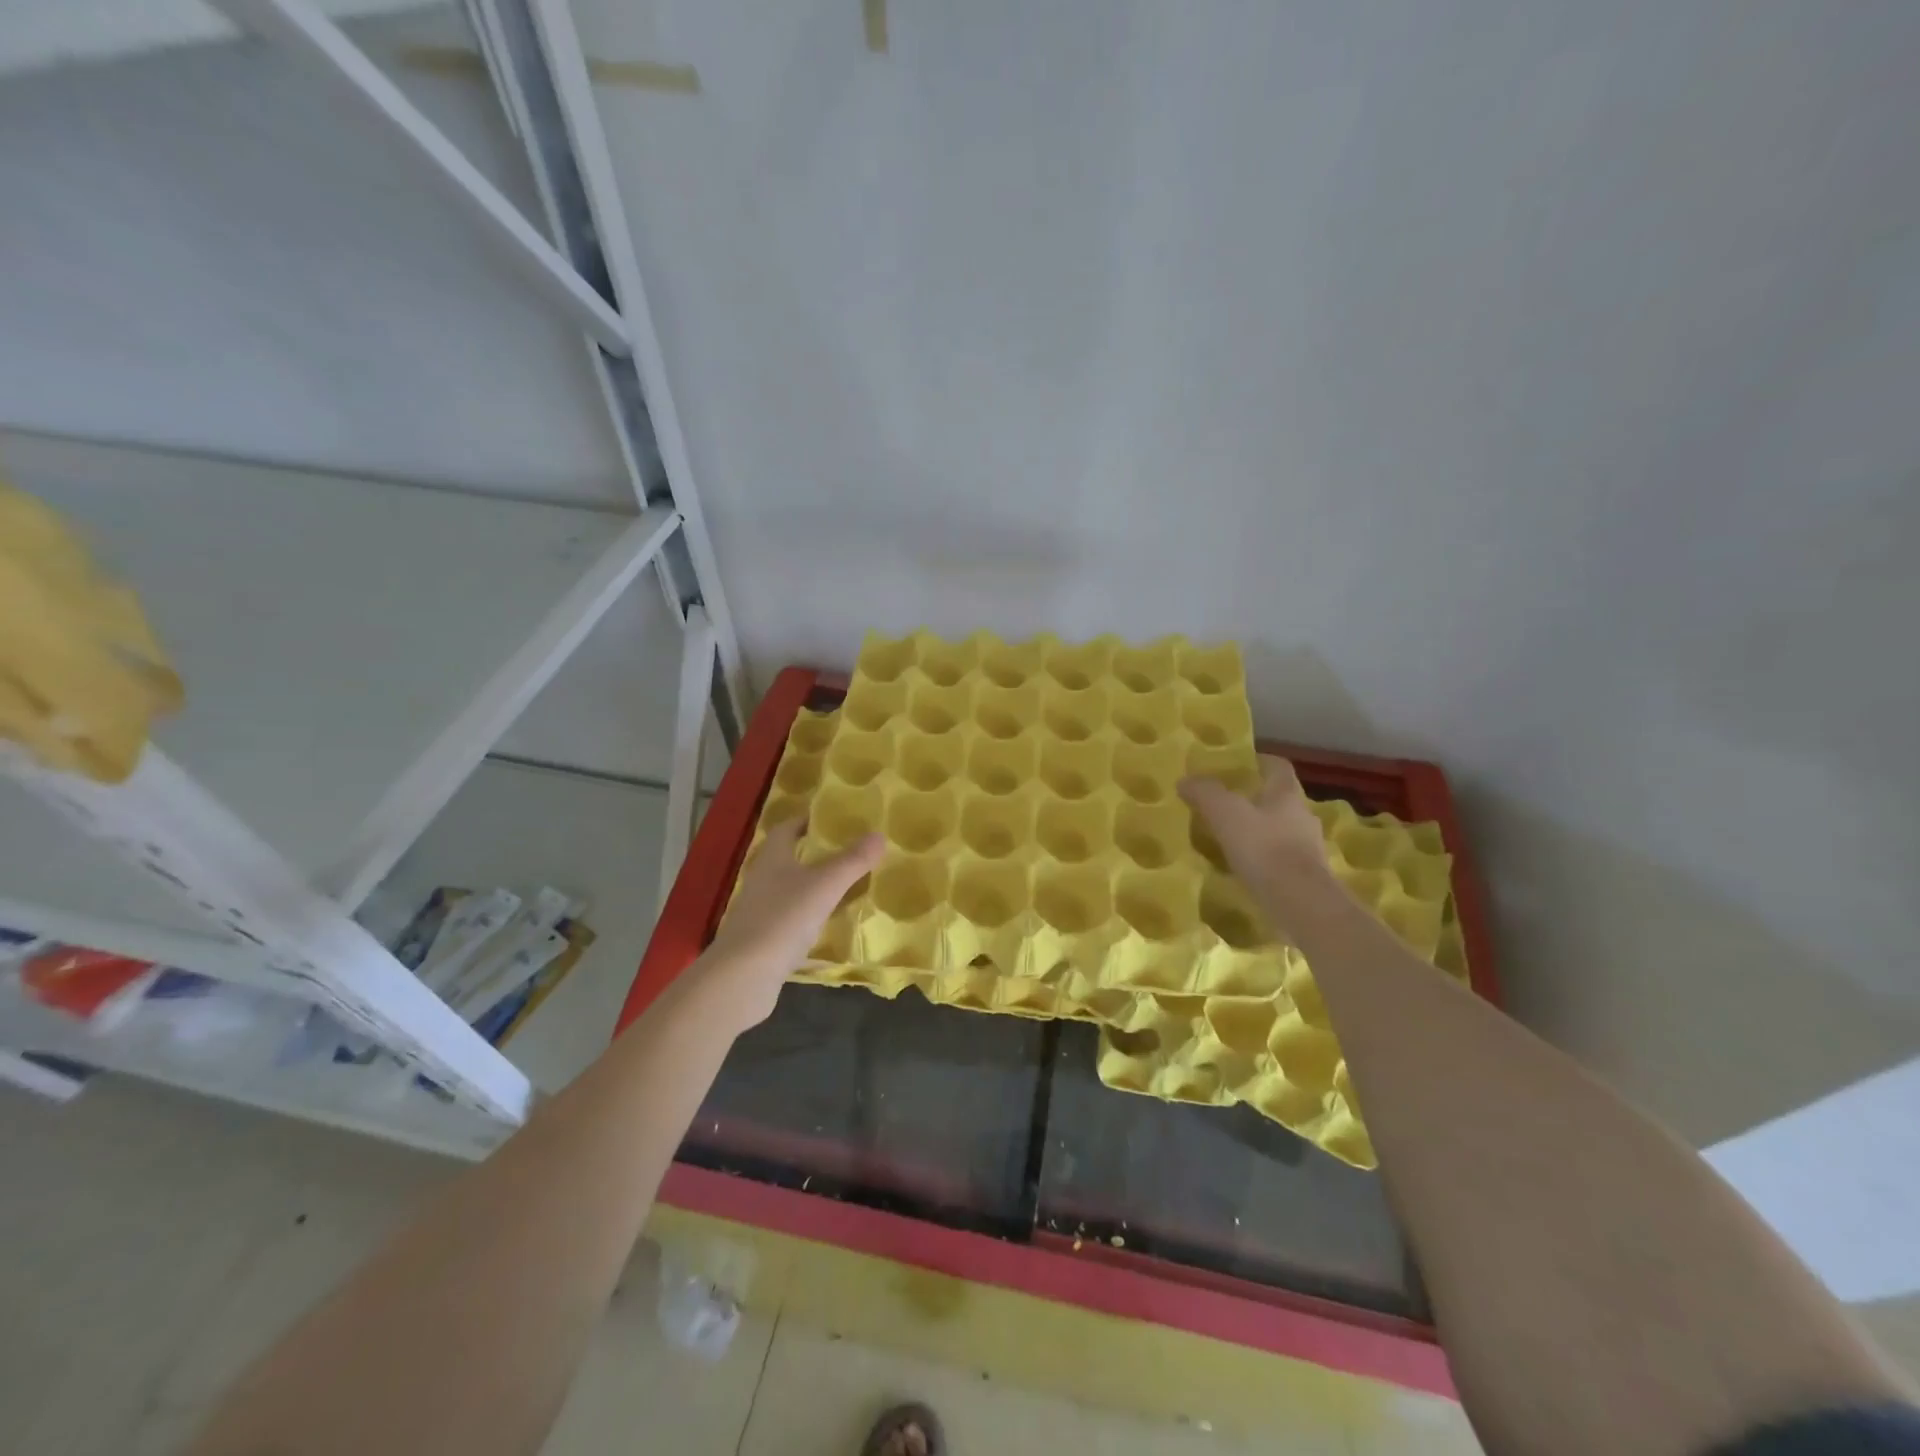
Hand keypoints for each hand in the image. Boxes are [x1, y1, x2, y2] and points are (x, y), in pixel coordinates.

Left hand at [696, 818, 883, 1030]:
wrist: (744, 975)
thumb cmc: (783, 918)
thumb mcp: (825, 885)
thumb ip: (852, 861)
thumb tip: (878, 835)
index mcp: (772, 859)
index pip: (787, 829)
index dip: (806, 821)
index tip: (831, 820)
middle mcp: (762, 881)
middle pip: (788, 860)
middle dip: (815, 856)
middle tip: (848, 854)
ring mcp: (760, 913)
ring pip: (790, 893)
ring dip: (814, 890)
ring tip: (846, 889)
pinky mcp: (763, 942)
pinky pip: (791, 924)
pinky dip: (810, 922)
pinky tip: (831, 930)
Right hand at [1179, 760, 1343, 934]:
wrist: (1301, 903)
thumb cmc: (1264, 848)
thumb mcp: (1225, 814)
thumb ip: (1205, 793)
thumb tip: (1185, 780)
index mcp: (1286, 794)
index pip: (1277, 767)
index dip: (1258, 762)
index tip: (1238, 765)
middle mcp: (1303, 816)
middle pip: (1279, 799)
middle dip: (1255, 800)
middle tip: (1226, 804)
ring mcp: (1308, 849)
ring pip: (1281, 830)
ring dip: (1260, 832)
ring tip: (1231, 839)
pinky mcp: (1307, 877)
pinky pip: (1282, 860)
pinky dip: (1265, 860)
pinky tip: (1245, 870)